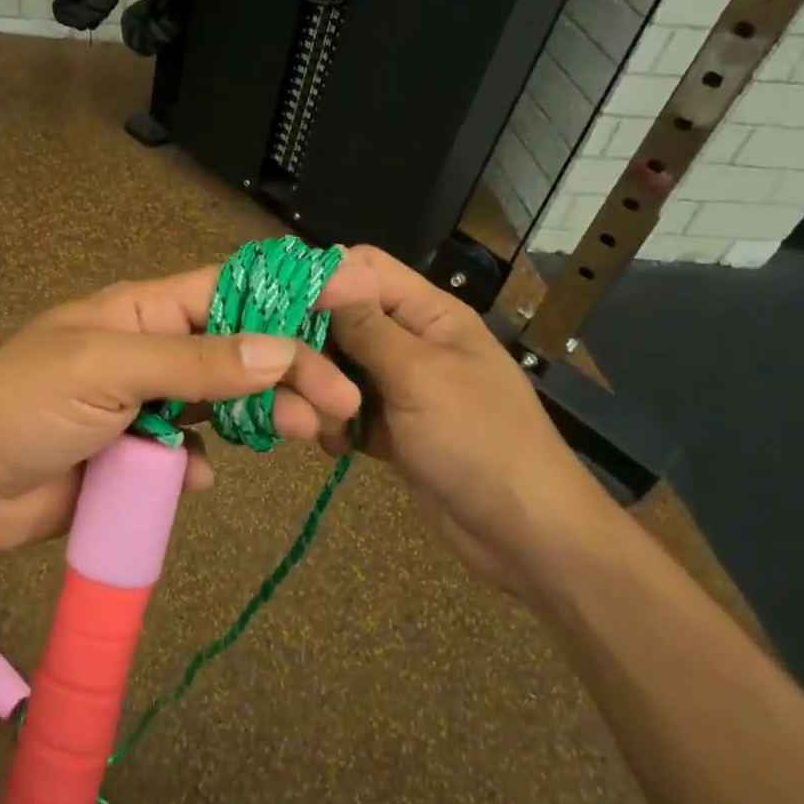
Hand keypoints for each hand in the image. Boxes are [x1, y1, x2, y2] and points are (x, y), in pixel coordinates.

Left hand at [0, 266, 364, 555]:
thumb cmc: (27, 405)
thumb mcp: (108, 369)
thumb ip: (194, 362)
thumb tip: (282, 349)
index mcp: (143, 312)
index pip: (230, 290)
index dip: (288, 293)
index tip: (350, 301)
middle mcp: (152, 351)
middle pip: (238, 350)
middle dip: (291, 368)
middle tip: (340, 400)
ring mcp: (145, 404)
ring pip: (222, 402)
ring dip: (263, 416)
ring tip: (306, 435)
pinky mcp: (137, 455)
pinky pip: (188, 451)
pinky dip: (203, 462)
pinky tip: (201, 475)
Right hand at [320, 246, 614, 595]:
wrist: (526, 535)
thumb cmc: (479, 441)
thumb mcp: (419, 376)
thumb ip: (366, 326)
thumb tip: (327, 267)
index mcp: (429, 313)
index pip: (365, 268)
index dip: (322, 277)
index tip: (278, 304)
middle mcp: (413, 341)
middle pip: (344, 319)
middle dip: (315, 345)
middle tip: (291, 377)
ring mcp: (402, 387)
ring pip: (340, 368)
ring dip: (322, 392)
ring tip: (317, 421)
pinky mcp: (393, 428)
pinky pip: (348, 411)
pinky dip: (336, 425)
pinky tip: (335, 447)